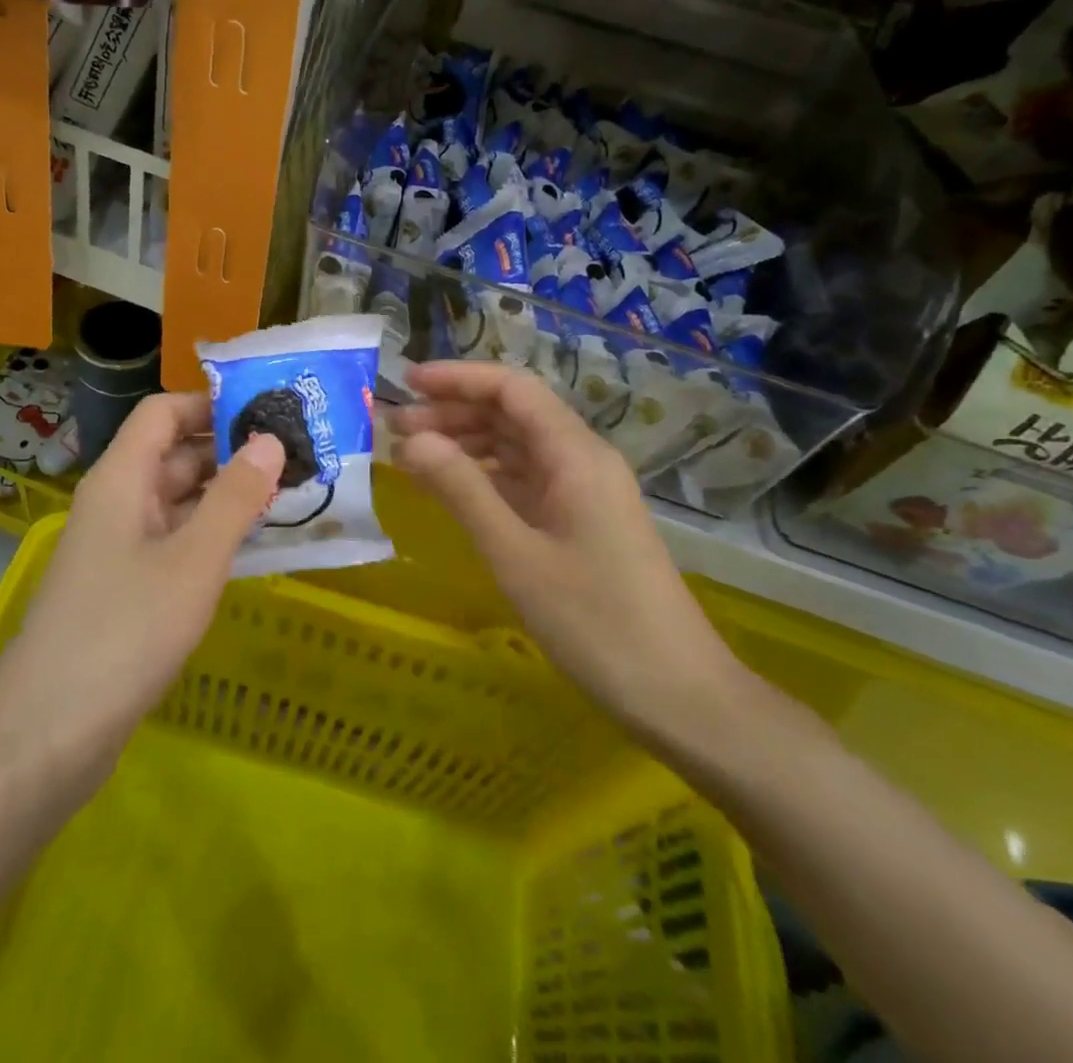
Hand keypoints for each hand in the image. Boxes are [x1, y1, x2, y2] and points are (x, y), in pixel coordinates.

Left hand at [0, 392, 283, 802]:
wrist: (47, 736)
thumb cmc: (125, 631)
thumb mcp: (193, 560)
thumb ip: (235, 497)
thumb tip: (269, 439)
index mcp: (121, 479)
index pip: (162, 413)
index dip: (210, 405)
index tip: (267, 414)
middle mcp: (116, 503)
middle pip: (172, 455)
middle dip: (229, 453)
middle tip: (295, 458)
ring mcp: (117, 547)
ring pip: (176, 502)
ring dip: (224, 497)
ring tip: (287, 497)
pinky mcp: (124, 588)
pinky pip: (172, 542)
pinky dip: (210, 536)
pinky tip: (251, 549)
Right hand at [390, 361, 746, 743]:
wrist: (678, 693)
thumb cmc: (594, 621)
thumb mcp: (515, 554)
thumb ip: (462, 489)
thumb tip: (412, 439)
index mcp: (575, 454)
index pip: (512, 389)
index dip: (457, 378)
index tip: (406, 383)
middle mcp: (582, 460)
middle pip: (512, 414)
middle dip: (452, 412)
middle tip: (393, 429)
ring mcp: (585, 492)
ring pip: (517, 447)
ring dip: (465, 443)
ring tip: (411, 456)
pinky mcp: (582, 521)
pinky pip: (526, 480)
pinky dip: (485, 476)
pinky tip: (451, 489)